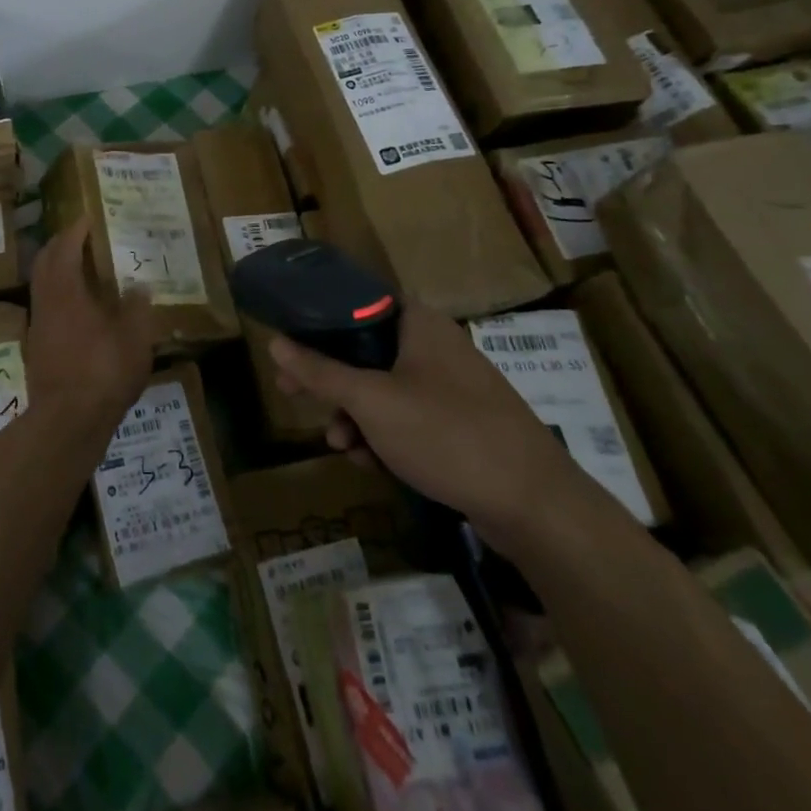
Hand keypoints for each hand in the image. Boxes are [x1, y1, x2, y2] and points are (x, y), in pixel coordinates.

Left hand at [24, 223, 157, 426]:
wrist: (67, 421)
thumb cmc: (103, 371)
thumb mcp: (135, 338)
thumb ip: (137, 308)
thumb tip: (138, 286)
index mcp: (66, 291)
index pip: (64, 247)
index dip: (75, 230)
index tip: (88, 218)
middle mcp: (46, 302)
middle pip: (44, 262)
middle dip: (60, 244)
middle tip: (81, 237)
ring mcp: (39, 326)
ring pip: (42, 285)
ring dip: (57, 269)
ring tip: (83, 269)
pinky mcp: (38, 348)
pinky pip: (46, 306)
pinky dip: (60, 294)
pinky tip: (81, 308)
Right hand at [270, 302, 592, 553]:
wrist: (535, 505)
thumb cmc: (446, 434)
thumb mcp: (372, 402)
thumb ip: (321, 371)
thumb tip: (275, 341)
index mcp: (418, 323)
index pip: (356, 304)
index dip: (317, 323)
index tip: (288, 346)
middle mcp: (435, 346)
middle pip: (364, 350)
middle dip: (329, 379)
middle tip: (292, 394)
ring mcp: (451, 387)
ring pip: (384, 389)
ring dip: (354, 415)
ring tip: (340, 446)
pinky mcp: (461, 424)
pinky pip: (408, 418)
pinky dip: (384, 435)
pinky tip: (372, 463)